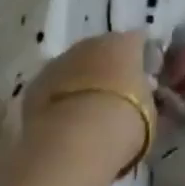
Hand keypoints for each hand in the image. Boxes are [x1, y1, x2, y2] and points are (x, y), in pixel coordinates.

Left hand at [23, 32, 154, 176]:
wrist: (73, 143)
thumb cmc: (123, 121)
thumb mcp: (149, 110)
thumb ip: (146, 94)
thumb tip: (143, 91)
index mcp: (125, 42)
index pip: (138, 42)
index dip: (142, 60)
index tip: (145, 80)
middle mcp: (92, 42)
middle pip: (103, 50)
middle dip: (109, 69)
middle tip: (116, 97)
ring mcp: (60, 61)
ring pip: (75, 67)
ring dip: (81, 82)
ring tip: (88, 112)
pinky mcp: (35, 85)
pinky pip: (53, 87)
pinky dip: (59, 99)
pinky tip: (64, 122)